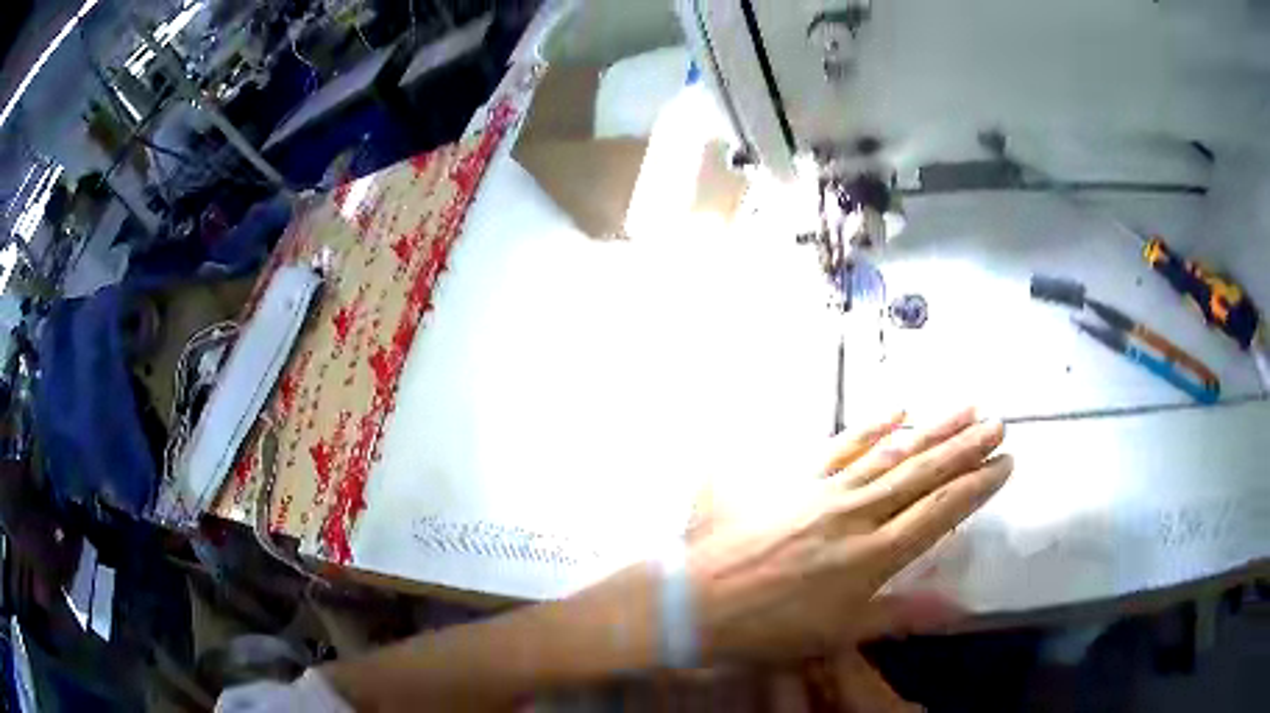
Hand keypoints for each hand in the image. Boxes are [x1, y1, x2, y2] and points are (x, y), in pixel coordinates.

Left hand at [686, 408, 1010, 662]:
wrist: (698, 601)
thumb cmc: (769, 628)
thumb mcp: (838, 633)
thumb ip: (899, 615)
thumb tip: (956, 608)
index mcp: (871, 557)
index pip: (937, 513)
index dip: (976, 487)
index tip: (1005, 464)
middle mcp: (856, 515)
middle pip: (922, 475)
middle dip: (965, 448)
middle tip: (998, 424)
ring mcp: (826, 491)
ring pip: (892, 453)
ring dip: (933, 430)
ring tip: (966, 410)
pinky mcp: (798, 478)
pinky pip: (842, 445)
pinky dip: (873, 426)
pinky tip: (900, 410)